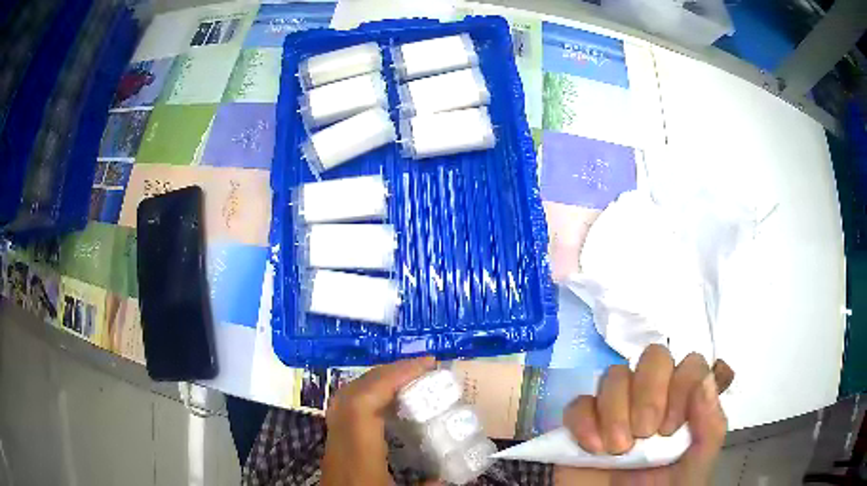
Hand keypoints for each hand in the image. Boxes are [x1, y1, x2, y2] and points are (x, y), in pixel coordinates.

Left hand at [321, 356, 436, 485]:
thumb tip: (449, 473)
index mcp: (357, 458)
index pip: (362, 404)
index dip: (392, 378)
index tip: (426, 365)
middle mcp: (338, 445)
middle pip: (350, 395)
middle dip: (386, 374)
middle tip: (422, 369)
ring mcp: (332, 446)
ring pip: (344, 401)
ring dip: (375, 383)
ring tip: (408, 381)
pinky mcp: (334, 451)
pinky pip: (346, 413)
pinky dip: (368, 398)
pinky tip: (389, 407)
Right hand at [556, 345, 734, 484]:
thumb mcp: (696, 464)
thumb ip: (710, 425)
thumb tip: (705, 379)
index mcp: (684, 404)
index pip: (690, 364)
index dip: (683, 386)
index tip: (673, 427)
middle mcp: (653, 398)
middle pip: (653, 357)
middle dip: (649, 393)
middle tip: (646, 433)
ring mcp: (616, 409)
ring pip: (614, 376)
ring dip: (616, 412)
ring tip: (617, 450)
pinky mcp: (582, 424)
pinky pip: (578, 403)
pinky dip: (584, 423)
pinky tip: (592, 450)